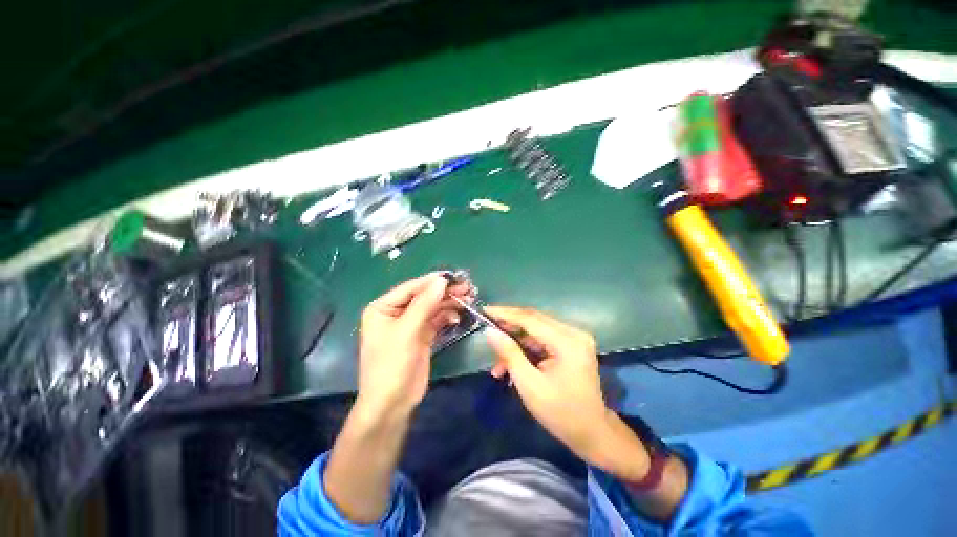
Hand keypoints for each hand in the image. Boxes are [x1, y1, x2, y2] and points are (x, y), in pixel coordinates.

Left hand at [356, 273, 472, 417]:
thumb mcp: (407, 331)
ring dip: (448, 303)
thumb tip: (441, 281)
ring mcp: (410, 325)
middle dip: (444, 292)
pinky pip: (436, 320)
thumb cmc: (391, 365)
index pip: (410, 288)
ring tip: (468, 297)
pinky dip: (447, 316)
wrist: (392, 403)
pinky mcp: (421, 336)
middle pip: (423, 297)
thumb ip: (424, 304)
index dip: (431, 281)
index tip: (453, 276)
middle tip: (466, 287)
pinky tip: (457, 316)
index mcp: (383, 308)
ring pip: (432, 308)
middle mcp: (396, 313)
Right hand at [484, 307, 613, 457]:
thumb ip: (510, 354)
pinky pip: (542, 340)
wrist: (592, 433)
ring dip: (515, 342)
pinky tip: (512, 366)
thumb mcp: (530, 385)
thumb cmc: (561, 413)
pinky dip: (526, 349)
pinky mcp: (571, 345)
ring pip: (535, 330)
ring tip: (498, 364)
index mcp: (567, 342)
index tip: (484, 310)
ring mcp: (574, 338)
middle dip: (508, 326)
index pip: (530, 319)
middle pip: (533, 320)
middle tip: (487, 331)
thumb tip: (489, 331)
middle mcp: (573, 333)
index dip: (505, 313)